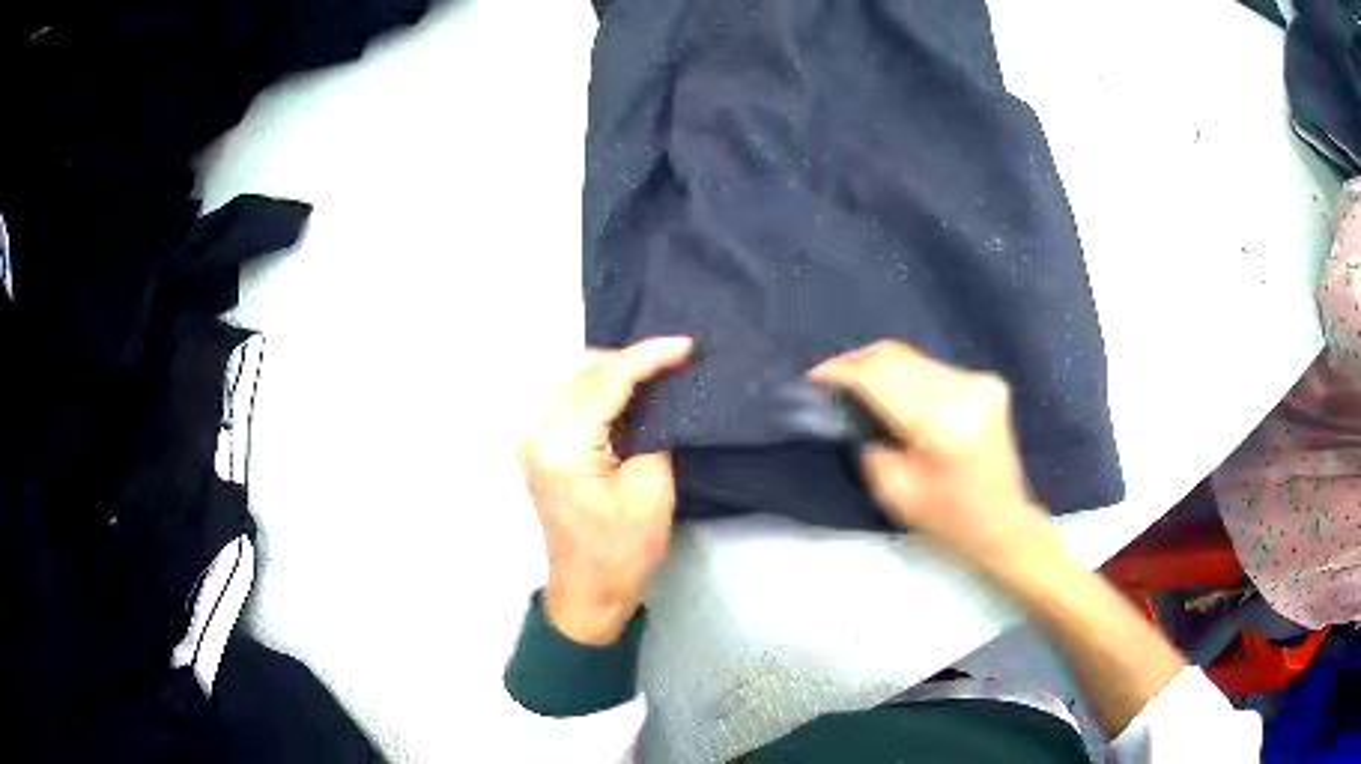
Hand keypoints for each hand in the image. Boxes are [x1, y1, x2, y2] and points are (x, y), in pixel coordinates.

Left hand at [519, 337, 692, 644]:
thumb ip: (653, 429)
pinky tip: (632, 392)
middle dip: (632, 359)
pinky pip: (572, 401)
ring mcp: (534, 439)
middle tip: (676, 358)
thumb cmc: (623, 550)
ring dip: (616, 372)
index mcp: (563, 445)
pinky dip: (602, 390)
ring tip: (660, 371)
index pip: (606, 380)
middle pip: (585, 372)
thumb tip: (658, 394)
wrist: (589, 592)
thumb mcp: (651, 487)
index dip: (648, 357)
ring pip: (576, 381)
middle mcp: (538, 432)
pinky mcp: (541, 448)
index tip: (687, 346)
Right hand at [810, 341, 1052, 566]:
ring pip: (914, 357)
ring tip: (858, 385)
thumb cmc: (946, 518)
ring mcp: (980, 381)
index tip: (814, 378)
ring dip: (882, 367)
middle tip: (829, 378)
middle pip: (896, 355)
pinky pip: (934, 368)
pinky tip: (898, 394)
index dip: (841, 371)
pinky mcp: (988, 381)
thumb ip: (868, 441)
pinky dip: (909, 376)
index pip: (879, 375)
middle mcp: (963, 390)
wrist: (1003, 522)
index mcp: (940, 423)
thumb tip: (850, 406)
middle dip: (857, 362)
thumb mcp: (892, 490)